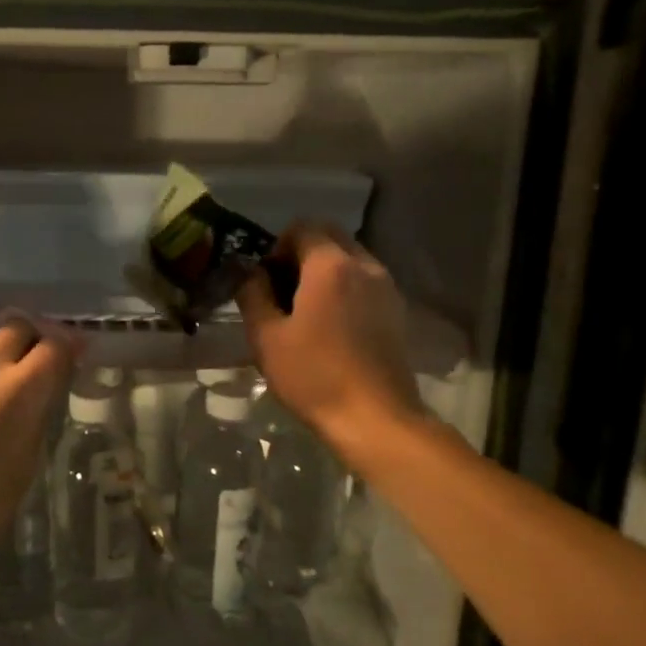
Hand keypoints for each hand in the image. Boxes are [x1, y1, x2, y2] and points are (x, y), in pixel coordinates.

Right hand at [237, 223, 422, 460]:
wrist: (375, 419)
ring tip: (305, 311)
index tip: (266, 280)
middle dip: (301, 253)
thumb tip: (250, 273)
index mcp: (331, 265)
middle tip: (282, 292)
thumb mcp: (266, 337)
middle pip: (330, 237)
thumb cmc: (314, 376)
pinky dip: (344, 288)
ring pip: (349, 258)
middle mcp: (364, 265)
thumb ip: (253, 294)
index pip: (303, 227)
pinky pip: (364, 281)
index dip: (277, 246)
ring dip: (324, 271)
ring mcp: (386, 287)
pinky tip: (330, 326)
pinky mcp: (396, 310)